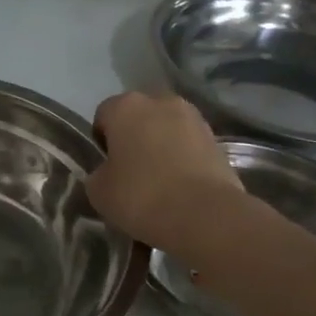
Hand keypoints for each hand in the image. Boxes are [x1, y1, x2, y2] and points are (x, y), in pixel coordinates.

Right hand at [87, 92, 245, 256]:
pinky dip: (183, 160)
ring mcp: (193, 118)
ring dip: (161, 148)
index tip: (105, 169)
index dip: (101, 142)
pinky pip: (189, 146)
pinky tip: (181, 188)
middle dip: (133, 139)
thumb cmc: (142, 196)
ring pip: (166, 130)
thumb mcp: (99, 192)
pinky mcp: (217, 139)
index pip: (103, 116)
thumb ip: (98, 174)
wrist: (206, 215)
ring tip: (160, 184)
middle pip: (138, 118)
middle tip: (131, 174)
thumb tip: (109, 172)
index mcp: (126, 107)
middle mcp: (160, 101)